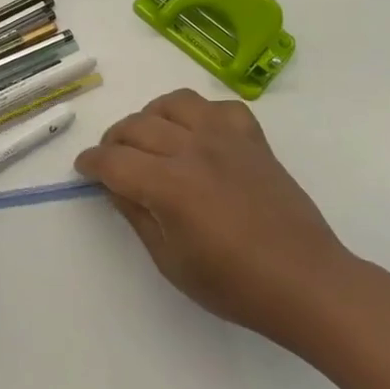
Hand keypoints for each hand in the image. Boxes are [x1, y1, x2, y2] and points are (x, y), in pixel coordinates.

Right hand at [74, 89, 353, 346]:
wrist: (306, 282)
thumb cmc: (234, 284)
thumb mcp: (170, 261)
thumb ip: (137, 215)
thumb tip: (116, 185)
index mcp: (168, 185)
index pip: (113, 160)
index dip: (90, 163)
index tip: (83, 170)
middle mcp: (193, 150)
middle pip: (136, 127)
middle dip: (113, 142)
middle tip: (112, 162)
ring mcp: (226, 140)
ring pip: (174, 103)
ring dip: (151, 117)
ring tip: (151, 139)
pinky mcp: (253, 140)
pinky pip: (219, 107)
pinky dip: (200, 115)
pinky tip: (198, 136)